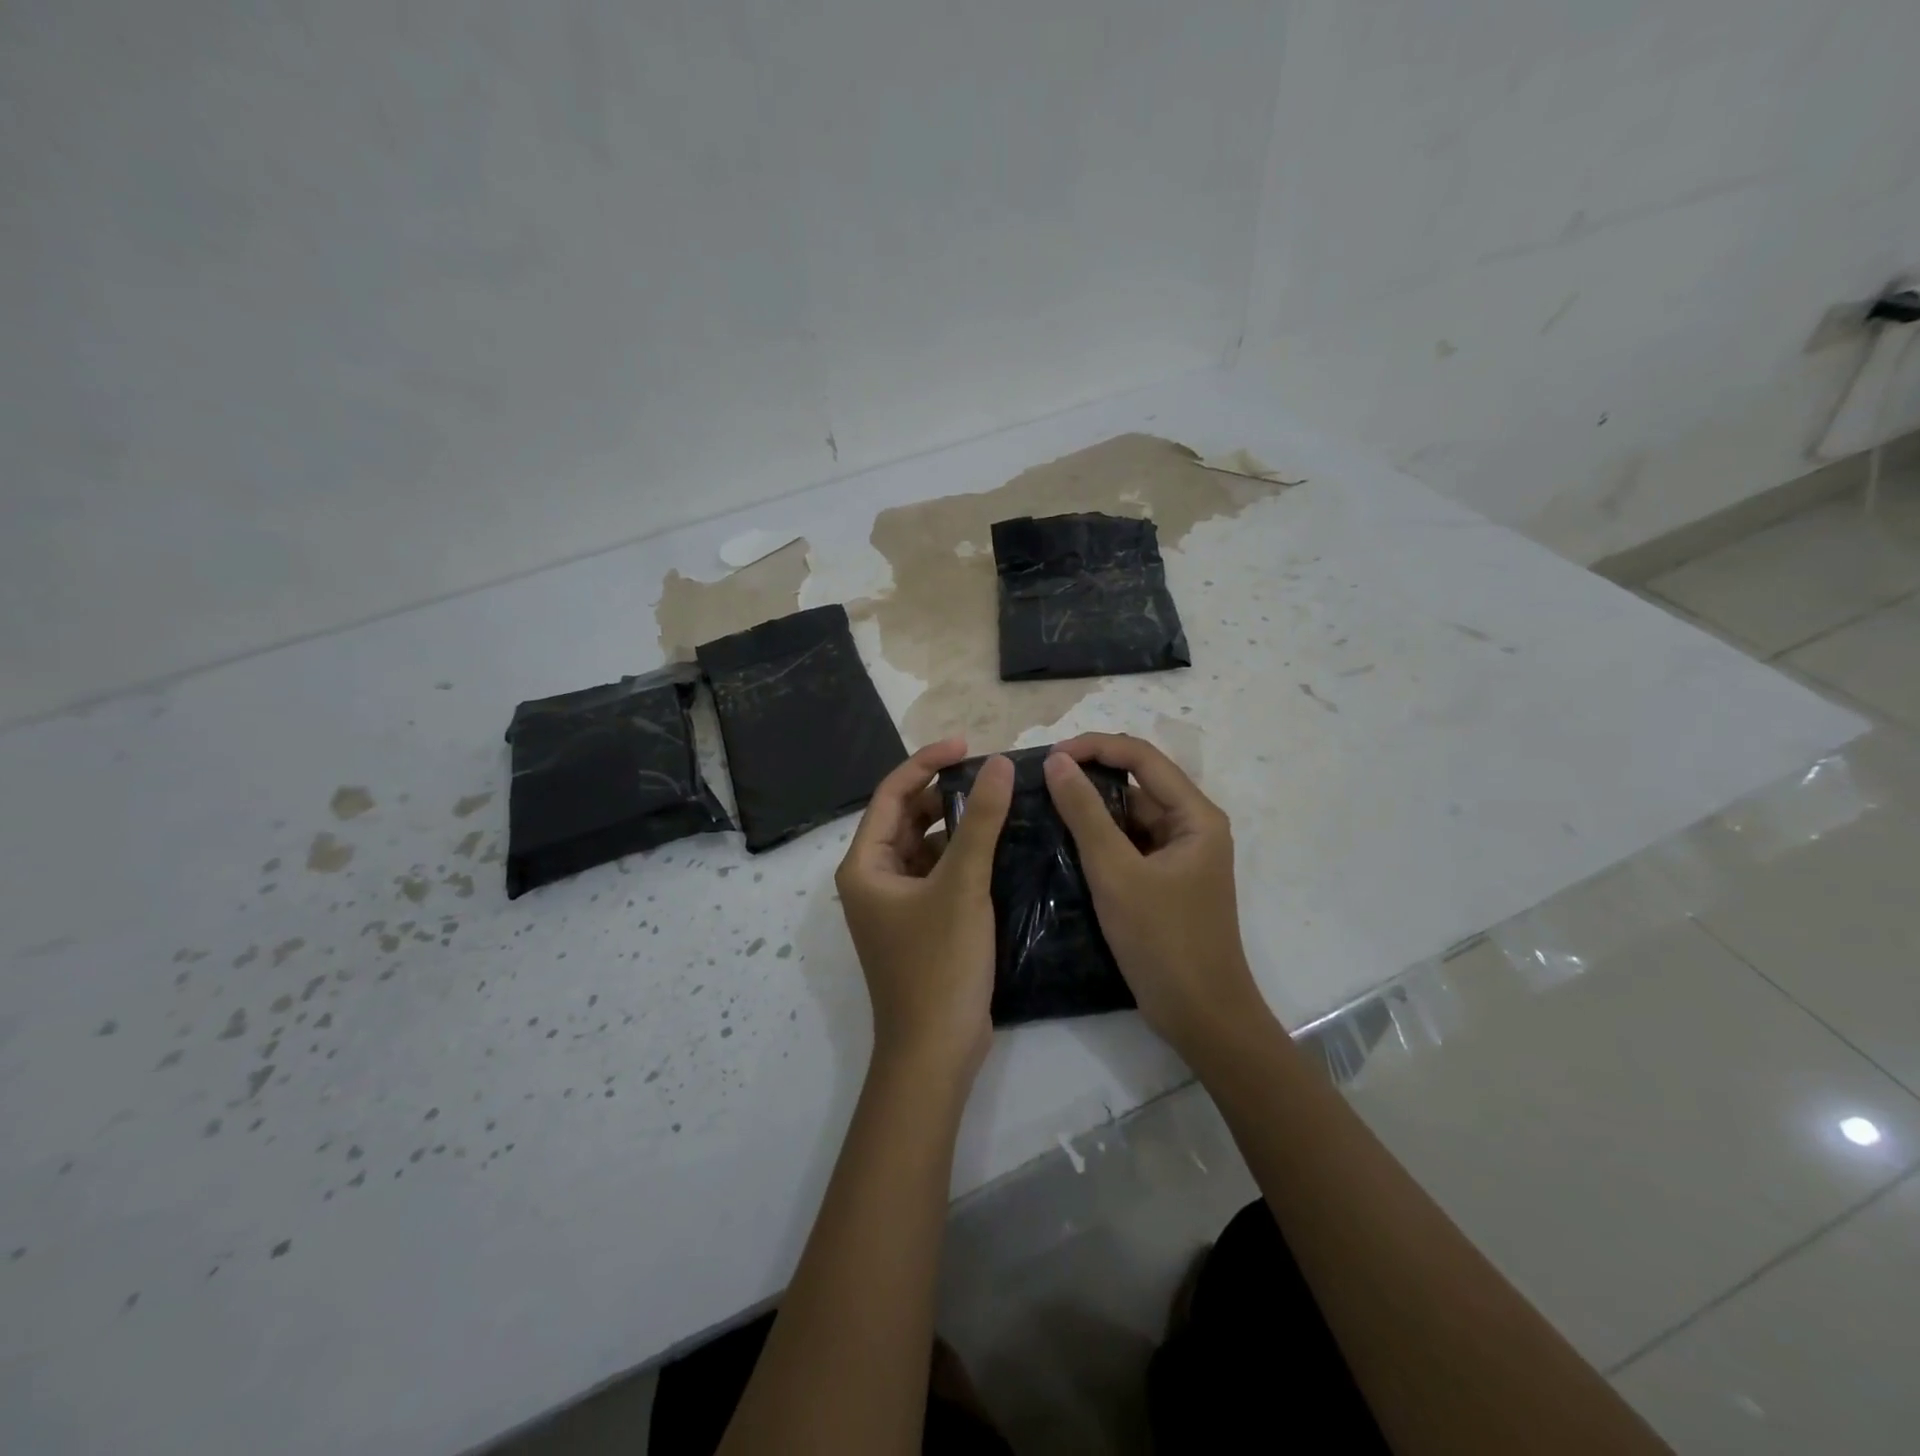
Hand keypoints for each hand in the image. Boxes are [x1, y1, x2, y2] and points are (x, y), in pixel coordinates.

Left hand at [836, 738, 1014, 1085]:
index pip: (892, 794)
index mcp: (865, 864)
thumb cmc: (938, 965)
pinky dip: (964, 855)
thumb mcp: (962, 886)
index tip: (968, 746)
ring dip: (958, 824)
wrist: (935, 1051)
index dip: (927, 762)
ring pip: (927, 846)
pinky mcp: (921, 922)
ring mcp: (897, 903)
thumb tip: (999, 765)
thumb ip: (981, 822)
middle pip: (908, 818)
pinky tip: (999, 846)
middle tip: (991, 776)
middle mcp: (874, 878)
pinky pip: (940, 872)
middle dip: (945, 793)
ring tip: (1000, 803)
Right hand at [1043, 733, 1268, 1058]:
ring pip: (1129, 815)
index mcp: (1195, 815)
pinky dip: (1099, 839)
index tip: (1049, 757)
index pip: (1142, 757)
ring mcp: (1178, 855)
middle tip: (1039, 782)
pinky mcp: (1164, 880)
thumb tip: (1056, 762)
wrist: (1202, 1017)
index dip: (1095, 747)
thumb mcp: (1116, 873)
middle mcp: (1191, 826)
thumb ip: (1085, 814)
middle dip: (1090, 776)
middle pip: (1137, 783)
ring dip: (1091, 809)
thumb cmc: (1164, 942)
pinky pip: (1128, 844)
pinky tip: (1063, 843)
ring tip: (1043, 807)